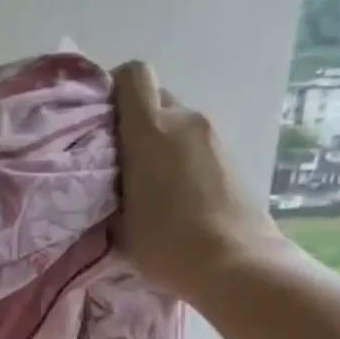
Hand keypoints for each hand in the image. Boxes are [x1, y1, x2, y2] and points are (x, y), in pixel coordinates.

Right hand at [112, 60, 290, 305]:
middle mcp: (185, 120)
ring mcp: (213, 135)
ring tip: (152, 186)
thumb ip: (110, 190)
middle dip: (137, 123)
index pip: (133, 75)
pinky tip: (178, 196)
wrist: (235, 263)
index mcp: (151, 130)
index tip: (104, 120)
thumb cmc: (168, 245)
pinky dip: (182, 159)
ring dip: (162, 144)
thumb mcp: (120, 224)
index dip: (115, 88)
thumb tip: (108, 181)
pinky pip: (196, 144)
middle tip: (123, 162)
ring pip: (177, 124)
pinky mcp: (231, 155)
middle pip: (156, 99)